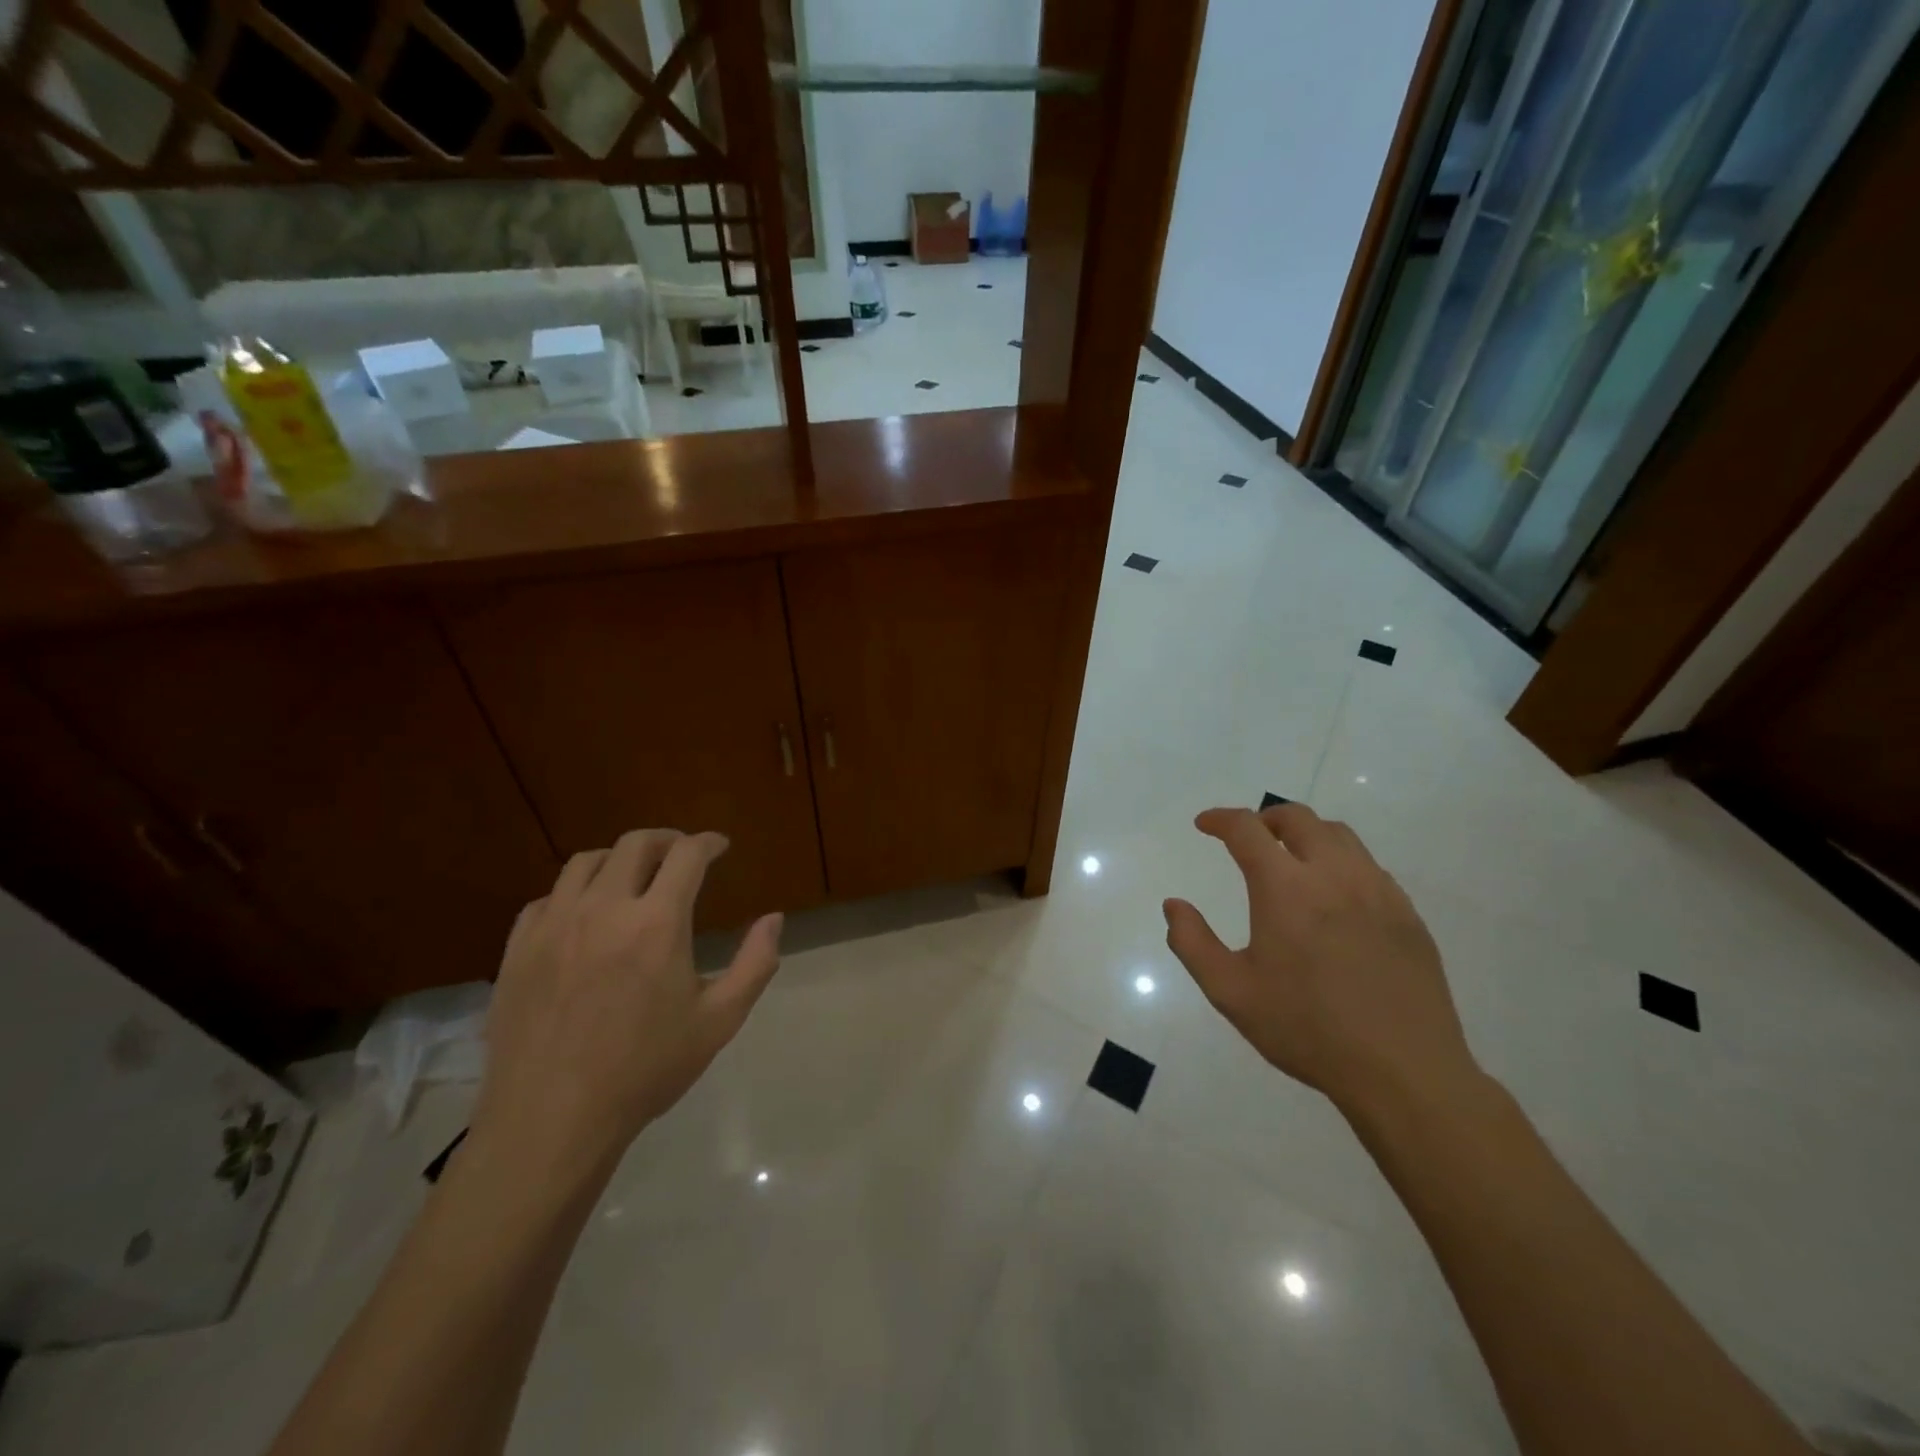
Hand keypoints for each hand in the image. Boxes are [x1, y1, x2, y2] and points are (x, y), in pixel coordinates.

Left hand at [470, 829, 783, 1187]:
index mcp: (657, 923)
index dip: (709, 842)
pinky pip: (546, 898)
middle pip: (636, 844)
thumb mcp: (719, 1021)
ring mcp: (553, 926)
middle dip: (667, 840)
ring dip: (618, 859)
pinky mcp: (517, 949)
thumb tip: (774, 919)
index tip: (720, 846)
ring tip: (633, 877)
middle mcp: (604, 909)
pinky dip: (574, 893)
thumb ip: (755, 963)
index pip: (687, 854)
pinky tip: (584, 916)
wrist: (551, 1121)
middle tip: (682, 854)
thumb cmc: (645, 1070)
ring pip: (586, 862)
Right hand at [1164, 804, 1478, 1120]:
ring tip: (1291, 858)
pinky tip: (1334, 896)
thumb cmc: (1307, 1029)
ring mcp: (1378, 891)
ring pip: (1339, 835)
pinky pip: (1369, 866)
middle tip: (1248, 837)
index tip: (1204, 825)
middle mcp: (1333, 875)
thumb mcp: (1231, 992)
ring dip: (1306, 834)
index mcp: (1286, 888)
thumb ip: (1192, 943)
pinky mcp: (1407, 913)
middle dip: (1264, 818)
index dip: (1221, 819)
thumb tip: (1174, 905)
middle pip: (1298, 818)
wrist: (1403, 1071)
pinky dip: (1340, 861)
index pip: (1247, 830)